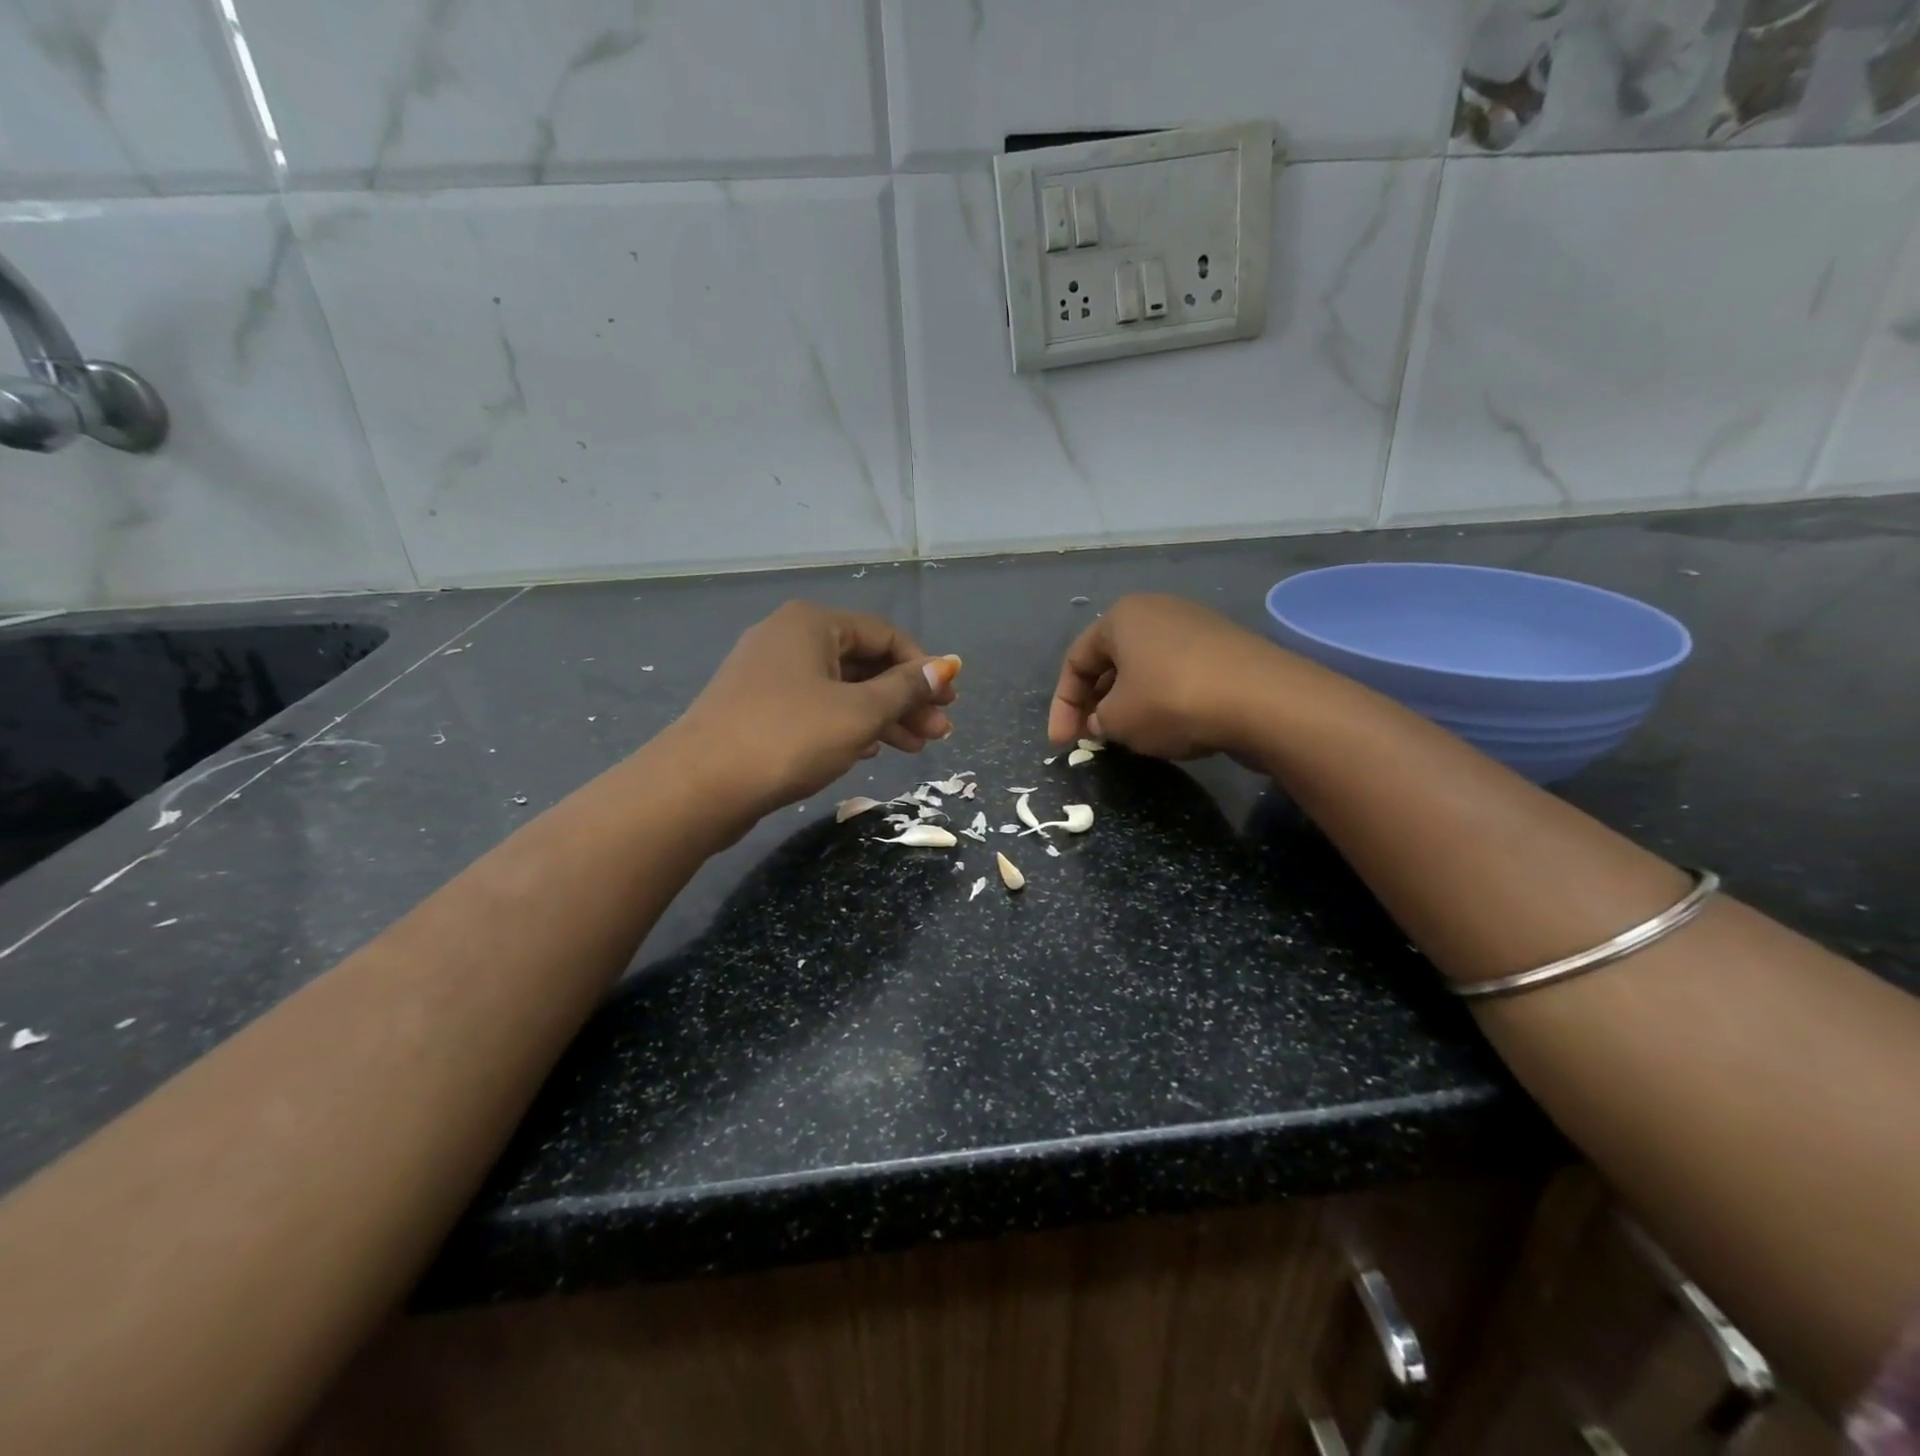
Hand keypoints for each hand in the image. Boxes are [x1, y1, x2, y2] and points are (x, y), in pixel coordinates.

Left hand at [677, 601, 959, 817]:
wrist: (700, 785)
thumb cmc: (789, 737)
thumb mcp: (859, 712)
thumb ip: (905, 689)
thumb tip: (945, 667)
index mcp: (812, 624)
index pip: (884, 635)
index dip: (922, 667)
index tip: (948, 701)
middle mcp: (789, 639)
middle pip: (864, 663)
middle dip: (906, 698)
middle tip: (939, 732)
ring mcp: (769, 675)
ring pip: (841, 689)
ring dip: (882, 716)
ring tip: (916, 749)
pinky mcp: (758, 709)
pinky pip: (817, 708)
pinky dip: (848, 725)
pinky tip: (871, 749)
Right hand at [1048, 594, 1277, 760]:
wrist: (1265, 700)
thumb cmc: (1172, 701)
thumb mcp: (1117, 720)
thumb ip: (1097, 720)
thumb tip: (1102, 720)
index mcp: (1121, 616)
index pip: (1075, 661)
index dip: (1062, 705)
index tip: (1061, 744)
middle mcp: (1157, 610)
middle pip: (1111, 660)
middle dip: (1095, 702)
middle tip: (1091, 738)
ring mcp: (1195, 626)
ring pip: (1145, 668)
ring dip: (1128, 702)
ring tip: (1127, 736)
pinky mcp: (1226, 648)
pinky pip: (1178, 673)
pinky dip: (1162, 699)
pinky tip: (1169, 726)